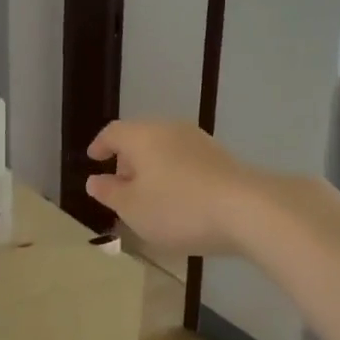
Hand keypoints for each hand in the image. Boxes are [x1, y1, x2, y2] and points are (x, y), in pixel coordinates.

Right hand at [85, 121, 260, 255]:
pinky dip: (174, 175)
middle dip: (127, 159)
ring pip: (165, 149)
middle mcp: (170, 129)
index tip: (94, 159)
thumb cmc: (177, 208)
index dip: (100, 146)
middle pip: (141, 138)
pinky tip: (178, 200)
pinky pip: (186, 161)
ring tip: (149, 196)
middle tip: (120, 184)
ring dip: (152, 168)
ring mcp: (199, 141)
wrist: (246, 210)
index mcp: (142, 136)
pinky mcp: (221, 158)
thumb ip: (110, 193)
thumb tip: (94, 180)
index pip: (113, 133)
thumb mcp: (132, 208)